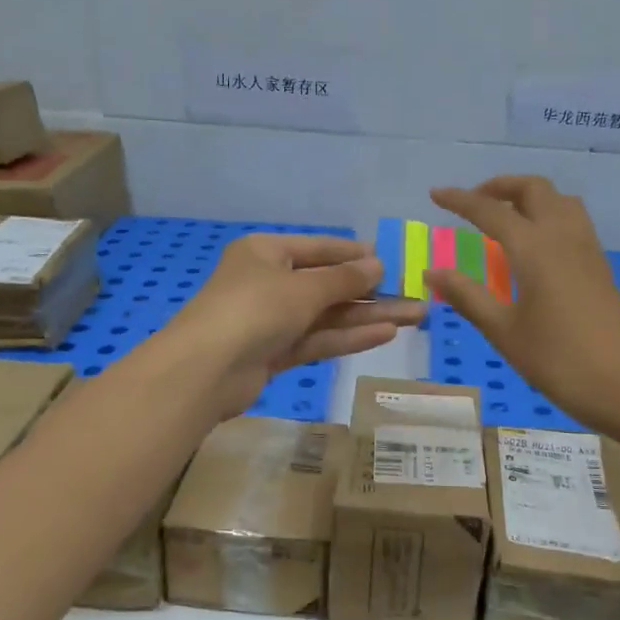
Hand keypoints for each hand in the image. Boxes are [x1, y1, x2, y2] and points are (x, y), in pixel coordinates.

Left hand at [162, 234, 424, 418]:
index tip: (390, 260)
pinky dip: (348, 336)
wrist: (204, 371)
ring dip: (368, 316)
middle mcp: (269, 281)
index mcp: (266, 252)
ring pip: (327, 314)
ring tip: (414, 316)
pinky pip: (318, 338)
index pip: (319, 247)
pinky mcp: (275, 352)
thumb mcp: (302, 288)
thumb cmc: (253, 309)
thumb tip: (377, 264)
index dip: (355, 254)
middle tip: (416, 295)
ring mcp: (271, 320)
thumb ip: (343, 279)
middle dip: (371, 291)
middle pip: (328, 284)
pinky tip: (385, 333)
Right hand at [425, 177, 619, 439]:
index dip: (460, 200)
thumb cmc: (559, 360)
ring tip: (504, 216)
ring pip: (559, 200)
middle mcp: (563, 236)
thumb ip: (467, 296)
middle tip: (473, 202)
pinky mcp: (599, 266)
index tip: (436, 193)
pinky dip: (547, 214)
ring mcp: (587, 248)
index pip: (491, 211)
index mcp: (535, 247)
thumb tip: (432, 271)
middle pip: (534, 189)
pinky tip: (534, 244)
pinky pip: (572, 220)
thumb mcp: (504, 331)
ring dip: (528, 196)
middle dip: (500, 187)